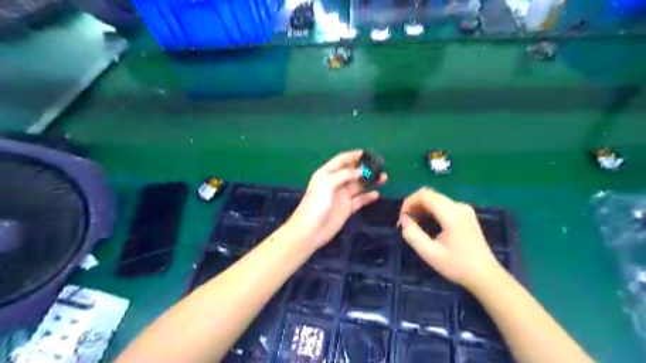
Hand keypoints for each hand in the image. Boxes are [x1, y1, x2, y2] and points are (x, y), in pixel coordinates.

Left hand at [289, 150, 388, 248]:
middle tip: (380, 166)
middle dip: (365, 168)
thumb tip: (361, 170)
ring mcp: (342, 196)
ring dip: (370, 181)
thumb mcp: (327, 184)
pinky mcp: (347, 208)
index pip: (341, 160)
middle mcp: (335, 182)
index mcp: (326, 173)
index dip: (353, 155)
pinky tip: (376, 194)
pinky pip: (360, 199)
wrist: (310, 231)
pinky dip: (368, 196)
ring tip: (383, 178)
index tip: (367, 153)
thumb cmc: (316, 204)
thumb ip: (344, 175)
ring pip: (359, 185)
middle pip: (352, 172)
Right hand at [402, 188, 500, 289]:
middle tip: (405, 221)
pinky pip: (443, 205)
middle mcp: (459, 206)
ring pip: (436, 199)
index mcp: (452, 214)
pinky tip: (427, 223)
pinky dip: (431, 210)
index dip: (409, 202)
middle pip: (430, 194)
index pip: (425, 195)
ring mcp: (464, 209)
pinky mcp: (466, 214)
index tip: (402, 217)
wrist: (486, 276)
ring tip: (413, 222)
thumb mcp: (430, 254)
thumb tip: (404, 219)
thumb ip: (413, 235)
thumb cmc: (457, 266)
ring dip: (422, 207)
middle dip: (414, 204)